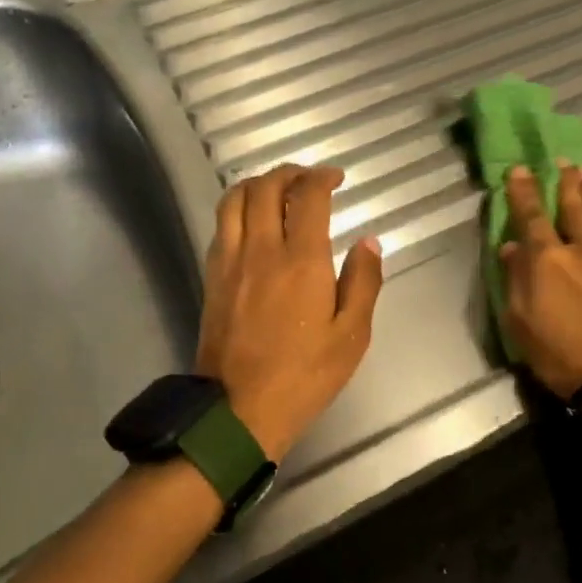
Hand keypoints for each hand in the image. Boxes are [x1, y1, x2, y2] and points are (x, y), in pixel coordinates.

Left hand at [194, 164, 383, 460]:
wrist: (238, 410)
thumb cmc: (304, 376)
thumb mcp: (351, 336)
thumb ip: (363, 282)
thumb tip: (369, 242)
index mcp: (300, 261)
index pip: (307, 197)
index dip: (322, 177)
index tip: (336, 177)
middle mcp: (261, 250)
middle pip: (265, 187)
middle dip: (289, 172)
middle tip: (308, 178)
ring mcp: (230, 261)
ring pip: (234, 199)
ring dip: (257, 183)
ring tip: (277, 190)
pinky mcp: (212, 277)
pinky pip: (221, 226)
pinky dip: (238, 209)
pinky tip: (252, 222)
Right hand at [499, 164, 581, 401]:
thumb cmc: (566, 360)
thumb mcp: (522, 326)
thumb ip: (515, 282)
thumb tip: (511, 247)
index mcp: (550, 260)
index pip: (532, 217)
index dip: (523, 191)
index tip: (519, 169)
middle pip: (574, 209)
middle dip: (565, 184)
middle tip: (562, 162)